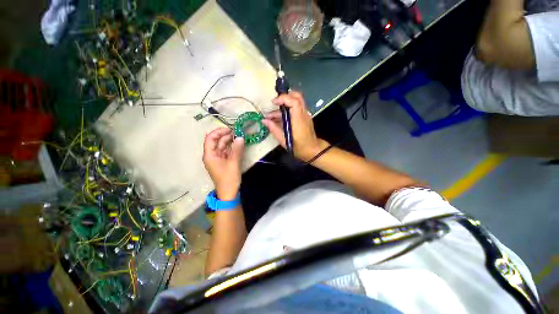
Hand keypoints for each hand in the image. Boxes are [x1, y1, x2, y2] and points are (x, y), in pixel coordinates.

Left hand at [203, 128, 244, 199]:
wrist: (229, 193)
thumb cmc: (228, 179)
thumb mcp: (233, 163)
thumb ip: (237, 149)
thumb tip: (240, 137)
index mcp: (210, 155)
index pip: (210, 138)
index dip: (219, 132)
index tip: (229, 129)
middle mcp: (212, 155)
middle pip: (217, 141)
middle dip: (226, 136)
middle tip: (237, 132)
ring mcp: (218, 159)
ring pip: (222, 146)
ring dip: (230, 141)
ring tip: (239, 137)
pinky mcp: (224, 162)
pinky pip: (227, 152)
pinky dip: (232, 147)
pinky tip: (238, 144)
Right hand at [263, 91, 328, 160]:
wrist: (312, 151)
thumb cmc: (298, 147)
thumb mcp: (284, 140)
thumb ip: (274, 129)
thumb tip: (264, 121)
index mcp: (299, 119)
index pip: (294, 101)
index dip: (283, 98)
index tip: (273, 103)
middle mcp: (303, 114)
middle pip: (297, 96)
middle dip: (285, 97)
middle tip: (275, 103)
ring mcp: (305, 115)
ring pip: (296, 102)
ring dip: (283, 106)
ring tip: (270, 116)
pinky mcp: (304, 118)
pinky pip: (296, 109)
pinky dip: (287, 110)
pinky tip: (277, 119)